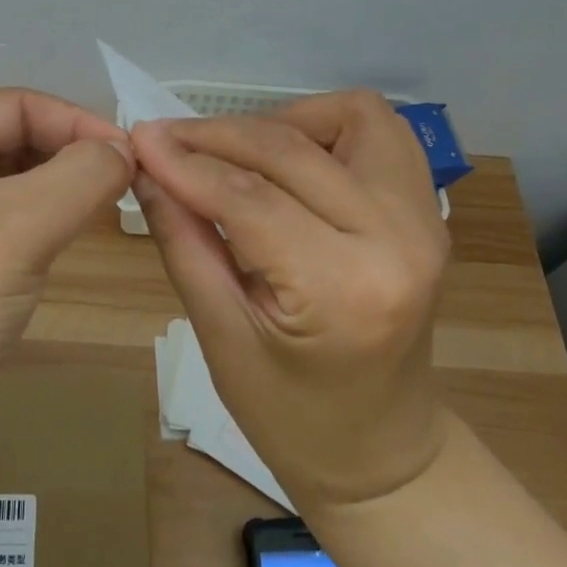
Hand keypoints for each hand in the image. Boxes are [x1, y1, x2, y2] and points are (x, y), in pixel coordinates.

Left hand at [0, 88, 134, 423]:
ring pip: (14, 181)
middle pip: (14, 138)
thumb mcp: (22, 225)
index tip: (128, 154)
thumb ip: (83, 174)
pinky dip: (43, 219)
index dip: (74, 119)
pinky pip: (6, 221)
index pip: (14, 104)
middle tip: (124, 181)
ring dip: (60, 185)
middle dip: (70, 152)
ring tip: (106, 204)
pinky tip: (69, 236)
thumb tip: (124, 149)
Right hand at [131, 90, 449, 513]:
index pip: (248, 197)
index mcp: (343, 288)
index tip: (138, 139)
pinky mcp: (428, 210)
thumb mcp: (220, 336)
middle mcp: (398, 238)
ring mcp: (425, 219)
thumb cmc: (290, 415)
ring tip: (236, 155)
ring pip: (351, 116)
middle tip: (165, 141)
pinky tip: (290, 159)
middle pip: (291, 149)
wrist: (381, 450)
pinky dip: (329, 128)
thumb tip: (147, 169)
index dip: (185, 162)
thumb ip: (183, 242)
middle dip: (218, 136)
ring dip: (283, 122)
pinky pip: (381, 132)